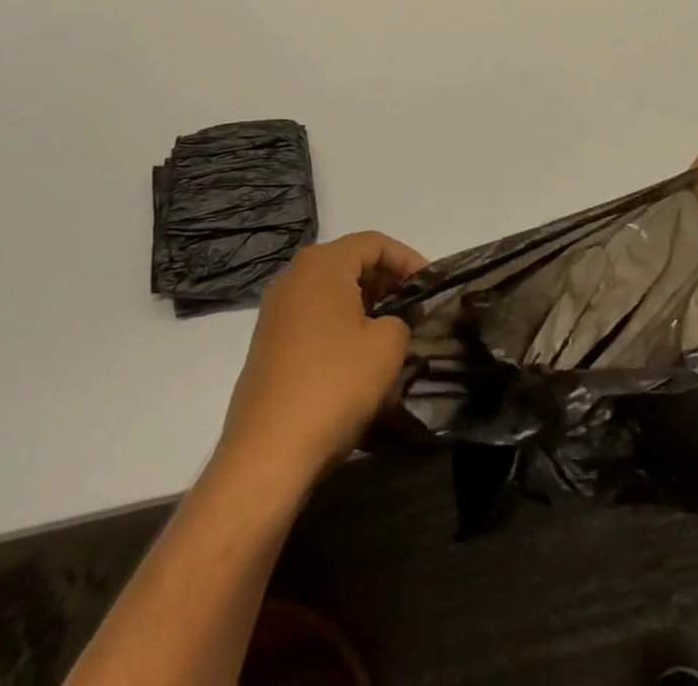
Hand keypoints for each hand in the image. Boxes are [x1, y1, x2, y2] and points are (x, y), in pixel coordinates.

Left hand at [216, 231, 425, 489]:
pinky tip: (361, 360)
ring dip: (366, 307)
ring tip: (394, 335)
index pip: (374, 243)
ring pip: (333, 293)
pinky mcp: (269, 345)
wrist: (267, 454)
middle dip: (387, 283)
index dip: (408, 260)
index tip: (430, 286)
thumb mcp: (387, 346)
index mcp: (322, 264)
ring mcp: (276, 312)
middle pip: (350, 264)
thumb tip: (392, 323)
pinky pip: (316, 320)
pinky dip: (342, 327)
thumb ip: (401, 320)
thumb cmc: (333, 384)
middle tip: (416, 309)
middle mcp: (294, 278)